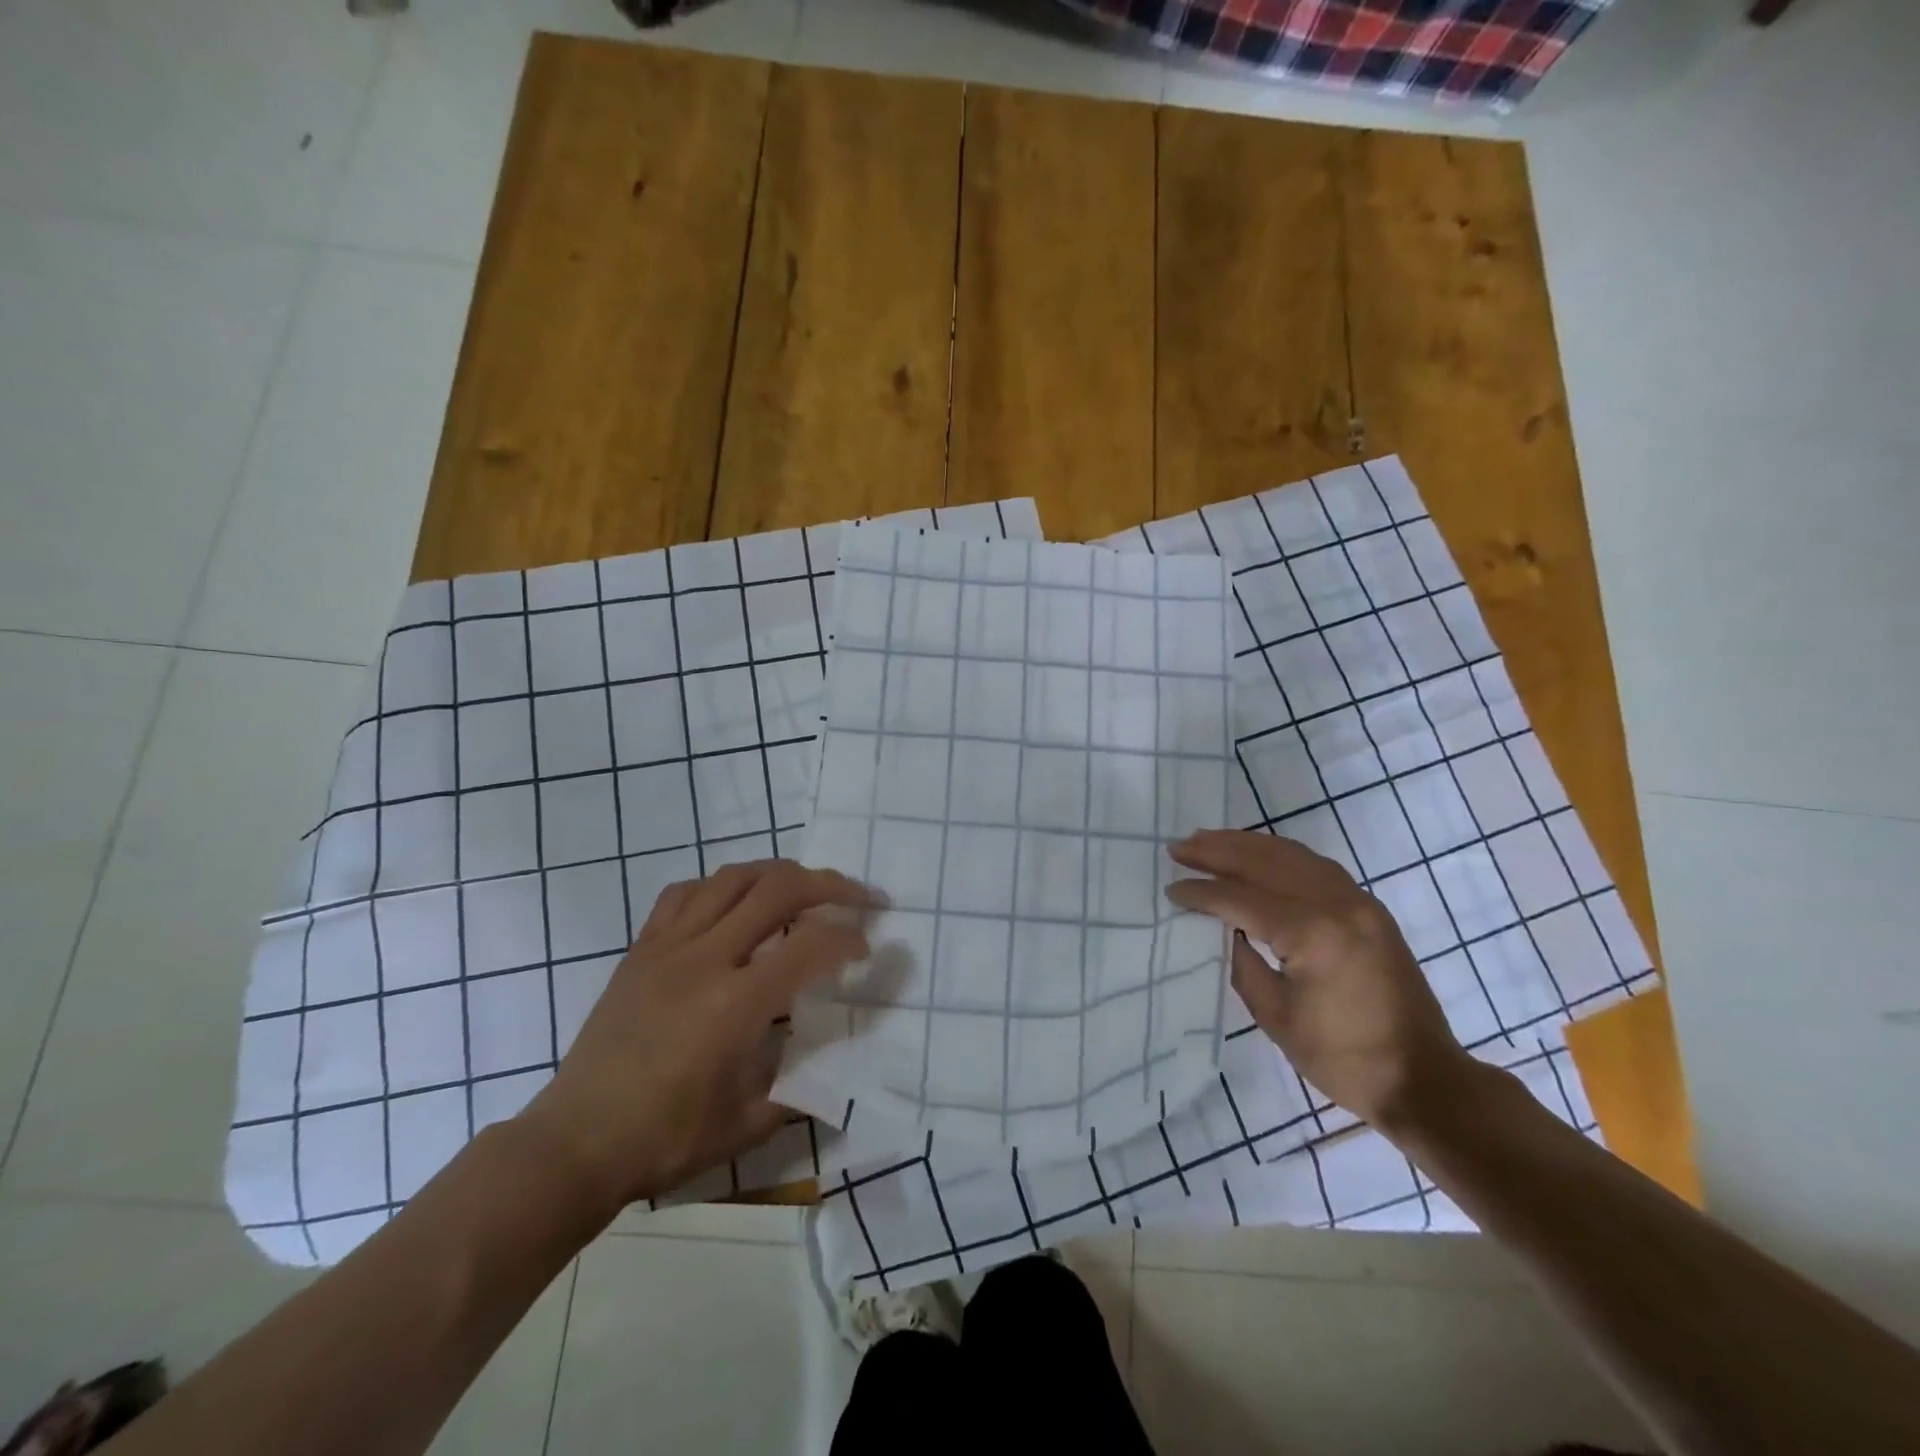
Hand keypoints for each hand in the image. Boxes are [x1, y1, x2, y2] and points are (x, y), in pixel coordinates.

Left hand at [516, 859, 876, 1219]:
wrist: (574, 1142)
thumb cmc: (664, 1138)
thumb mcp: (748, 1123)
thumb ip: (800, 1087)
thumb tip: (835, 1067)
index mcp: (735, 1004)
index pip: (810, 945)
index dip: (848, 938)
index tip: (866, 948)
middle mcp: (704, 959)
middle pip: (778, 889)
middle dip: (829, 885)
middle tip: (857, 897)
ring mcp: (668, 946)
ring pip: (733, 878)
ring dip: (779, 873)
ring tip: (805, 887)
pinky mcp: (641, 948)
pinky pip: (685, 893)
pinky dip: (722, 885)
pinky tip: (735, 902)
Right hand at [1166, 830, 1472, 1135]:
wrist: (1424, 1079)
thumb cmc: (1342, 1057)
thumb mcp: (1275, 1016)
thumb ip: (1242, 962)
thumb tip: (1221, 927)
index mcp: (1312, 934)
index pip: (1242, 898)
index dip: (1202, 892)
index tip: (1171, 888)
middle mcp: (1337, 904)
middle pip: (1265, 861)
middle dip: (1217, 851)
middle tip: (1179, 847)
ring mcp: (1359, 902)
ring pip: (1292, 854)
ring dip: (1246, 844)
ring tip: (1208, 839)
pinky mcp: (1369, 908)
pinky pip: (1316, 865)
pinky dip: (1279, 854)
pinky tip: (1258, 854)